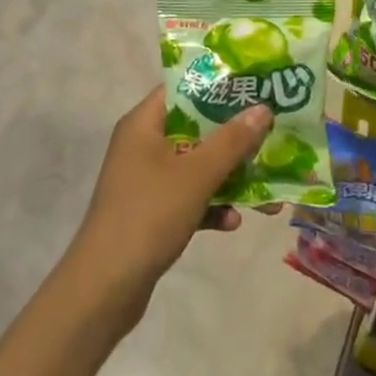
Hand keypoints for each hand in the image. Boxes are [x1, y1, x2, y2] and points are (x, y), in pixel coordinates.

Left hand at [65, 87, 272, 330]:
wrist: (104, 288)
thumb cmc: (148, 215)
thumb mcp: (196, 174)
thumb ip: (232, 140)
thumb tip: (263, 108)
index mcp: (144, 124)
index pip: (184, 89)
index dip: (219, 87)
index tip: (255, 90)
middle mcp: (143, 145)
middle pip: (197, 129)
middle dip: (235, 138)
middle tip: (271, 138)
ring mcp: (147, 180)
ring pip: (197, 166)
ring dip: (230, 177)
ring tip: (268, 192)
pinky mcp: (152, 212)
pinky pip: (190, 197)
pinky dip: (212, 205)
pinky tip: (233, 222)